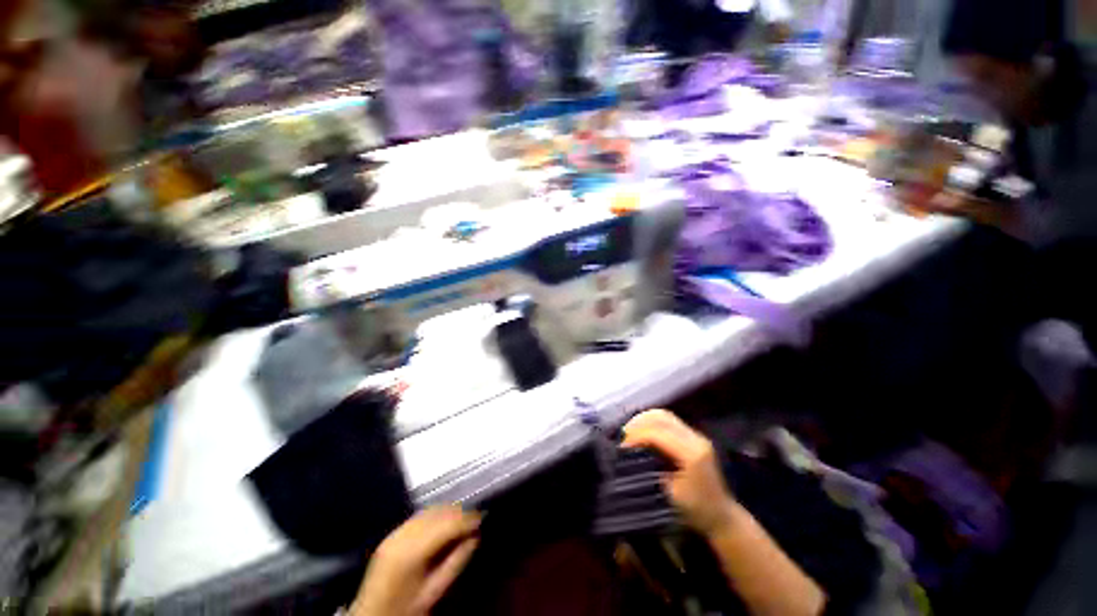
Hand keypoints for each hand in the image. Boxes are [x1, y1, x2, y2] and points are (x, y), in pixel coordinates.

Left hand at [350, 506, 481, 615]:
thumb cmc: (406, 609)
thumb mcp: (435, 590)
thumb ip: (456, 561)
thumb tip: (475, 536)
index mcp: (412, 551)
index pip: (447, 524)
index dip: (467, 519)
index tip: (483, 517)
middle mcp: (402, 535)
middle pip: (438, 513)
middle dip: (459, 512)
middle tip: (475, 518)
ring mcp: (395, 532)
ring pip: (429, 510)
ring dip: (448, 511)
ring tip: (463, 519)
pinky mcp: (392, 533)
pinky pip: (419, 516)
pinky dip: (435, 515)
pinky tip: (444, 523)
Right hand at [622, 409, 738, 536]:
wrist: (722, 516)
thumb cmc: (696, 511)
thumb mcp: (671, 494)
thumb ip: (652, 469)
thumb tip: (631, 453)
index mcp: (692, 454)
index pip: (657, 433)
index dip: (637, 436)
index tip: (622, 446)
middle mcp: (696, 439)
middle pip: (661, 417)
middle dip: (639, 423)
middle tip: (624, 436)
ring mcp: (696, 435)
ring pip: (664, 415)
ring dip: (644, 420)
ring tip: (631, 432)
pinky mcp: (693, 436)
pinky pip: (668, 421)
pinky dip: (652, 422)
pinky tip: (643, 432)